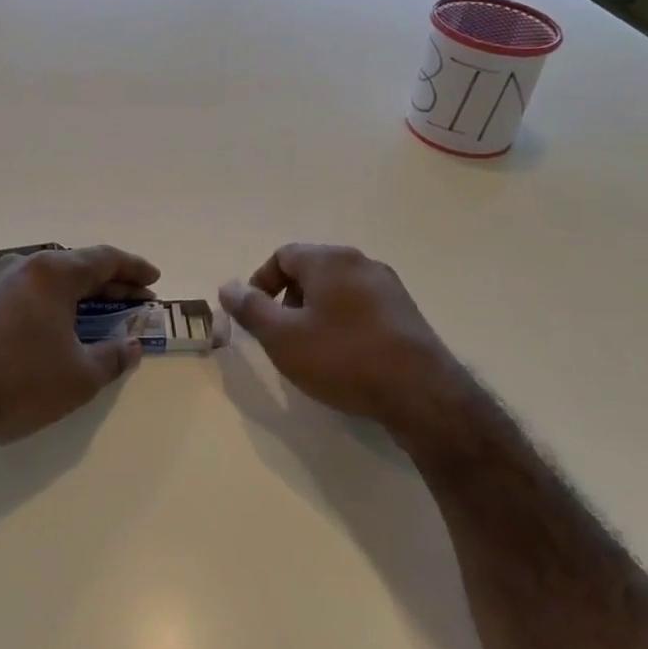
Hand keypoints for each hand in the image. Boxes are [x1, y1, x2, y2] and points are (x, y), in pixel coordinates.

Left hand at [0, 245, 160, 446]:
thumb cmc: (21, 381)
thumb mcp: (80, 376)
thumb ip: (114, 357)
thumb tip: (133, 347)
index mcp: (52, 272)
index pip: (105, 260)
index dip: (134, 270)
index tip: (154, 280)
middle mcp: (24, 267)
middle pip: (77, 268)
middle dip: (111, 286)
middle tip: (138, 302)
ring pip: (51, 282)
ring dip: (81, 297)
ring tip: (103, 316)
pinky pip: (29, 295)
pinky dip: (54, 306)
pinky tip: (61, 328)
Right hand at [218, 244, 462, 438]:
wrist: (420, 392)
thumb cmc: (342, 358)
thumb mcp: (282, 337)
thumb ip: (250, 308)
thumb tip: (228, 286)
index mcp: (329, 260)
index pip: (283, 256)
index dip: (260, 283)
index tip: (254, 316)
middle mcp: (360, 262)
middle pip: (311, 270)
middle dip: (288, 300)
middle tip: (281, 336)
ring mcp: (388, 287)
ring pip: (337, 290)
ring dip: (315, 313)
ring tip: (311, 350)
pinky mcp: (406, 313)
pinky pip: (361, 307)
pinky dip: (343, 323)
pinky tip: (345, 358)